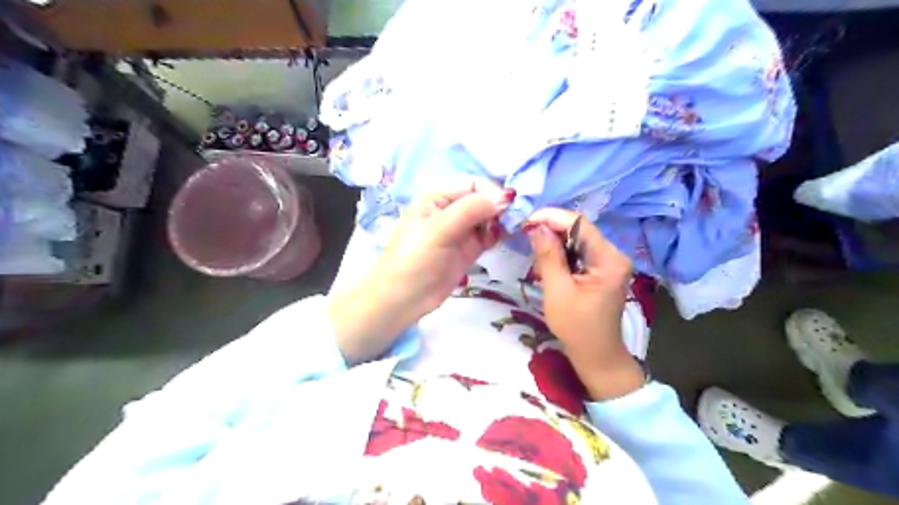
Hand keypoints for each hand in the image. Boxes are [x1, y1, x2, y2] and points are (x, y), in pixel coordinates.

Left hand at [329, 180, 512, 362]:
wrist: (403, 299)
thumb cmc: (415, 258)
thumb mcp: (440, 229)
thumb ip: (471, 209)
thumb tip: (506, 196)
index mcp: (437, 197)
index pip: (472, 184)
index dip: (491, 191)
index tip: (508, 206)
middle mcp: (450, 209)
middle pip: (483, 199)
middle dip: (500, 206)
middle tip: (516, 219)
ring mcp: (461, 230)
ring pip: (488, 217)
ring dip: (502, 220)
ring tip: (514, 228)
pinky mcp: (469, 249)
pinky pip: (489, 235)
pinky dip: (500, 233)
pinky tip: (509, 236)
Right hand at [528, 208, 646, 400]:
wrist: (597, 356)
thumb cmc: (577, 328)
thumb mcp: (557, 291)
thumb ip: (548, 256)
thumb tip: (536, 226)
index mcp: (609, 259)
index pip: (579, 223)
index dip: (551, 217)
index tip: (526, 222)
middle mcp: (614, 254)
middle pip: (579, 229)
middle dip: (551, 230)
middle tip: (526, 238)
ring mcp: (610, 261)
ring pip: (577, 238)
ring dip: (555, 243)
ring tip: (537, 256)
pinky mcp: (602, 268)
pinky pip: (579, 251)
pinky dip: (562, 253)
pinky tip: (549, 264)